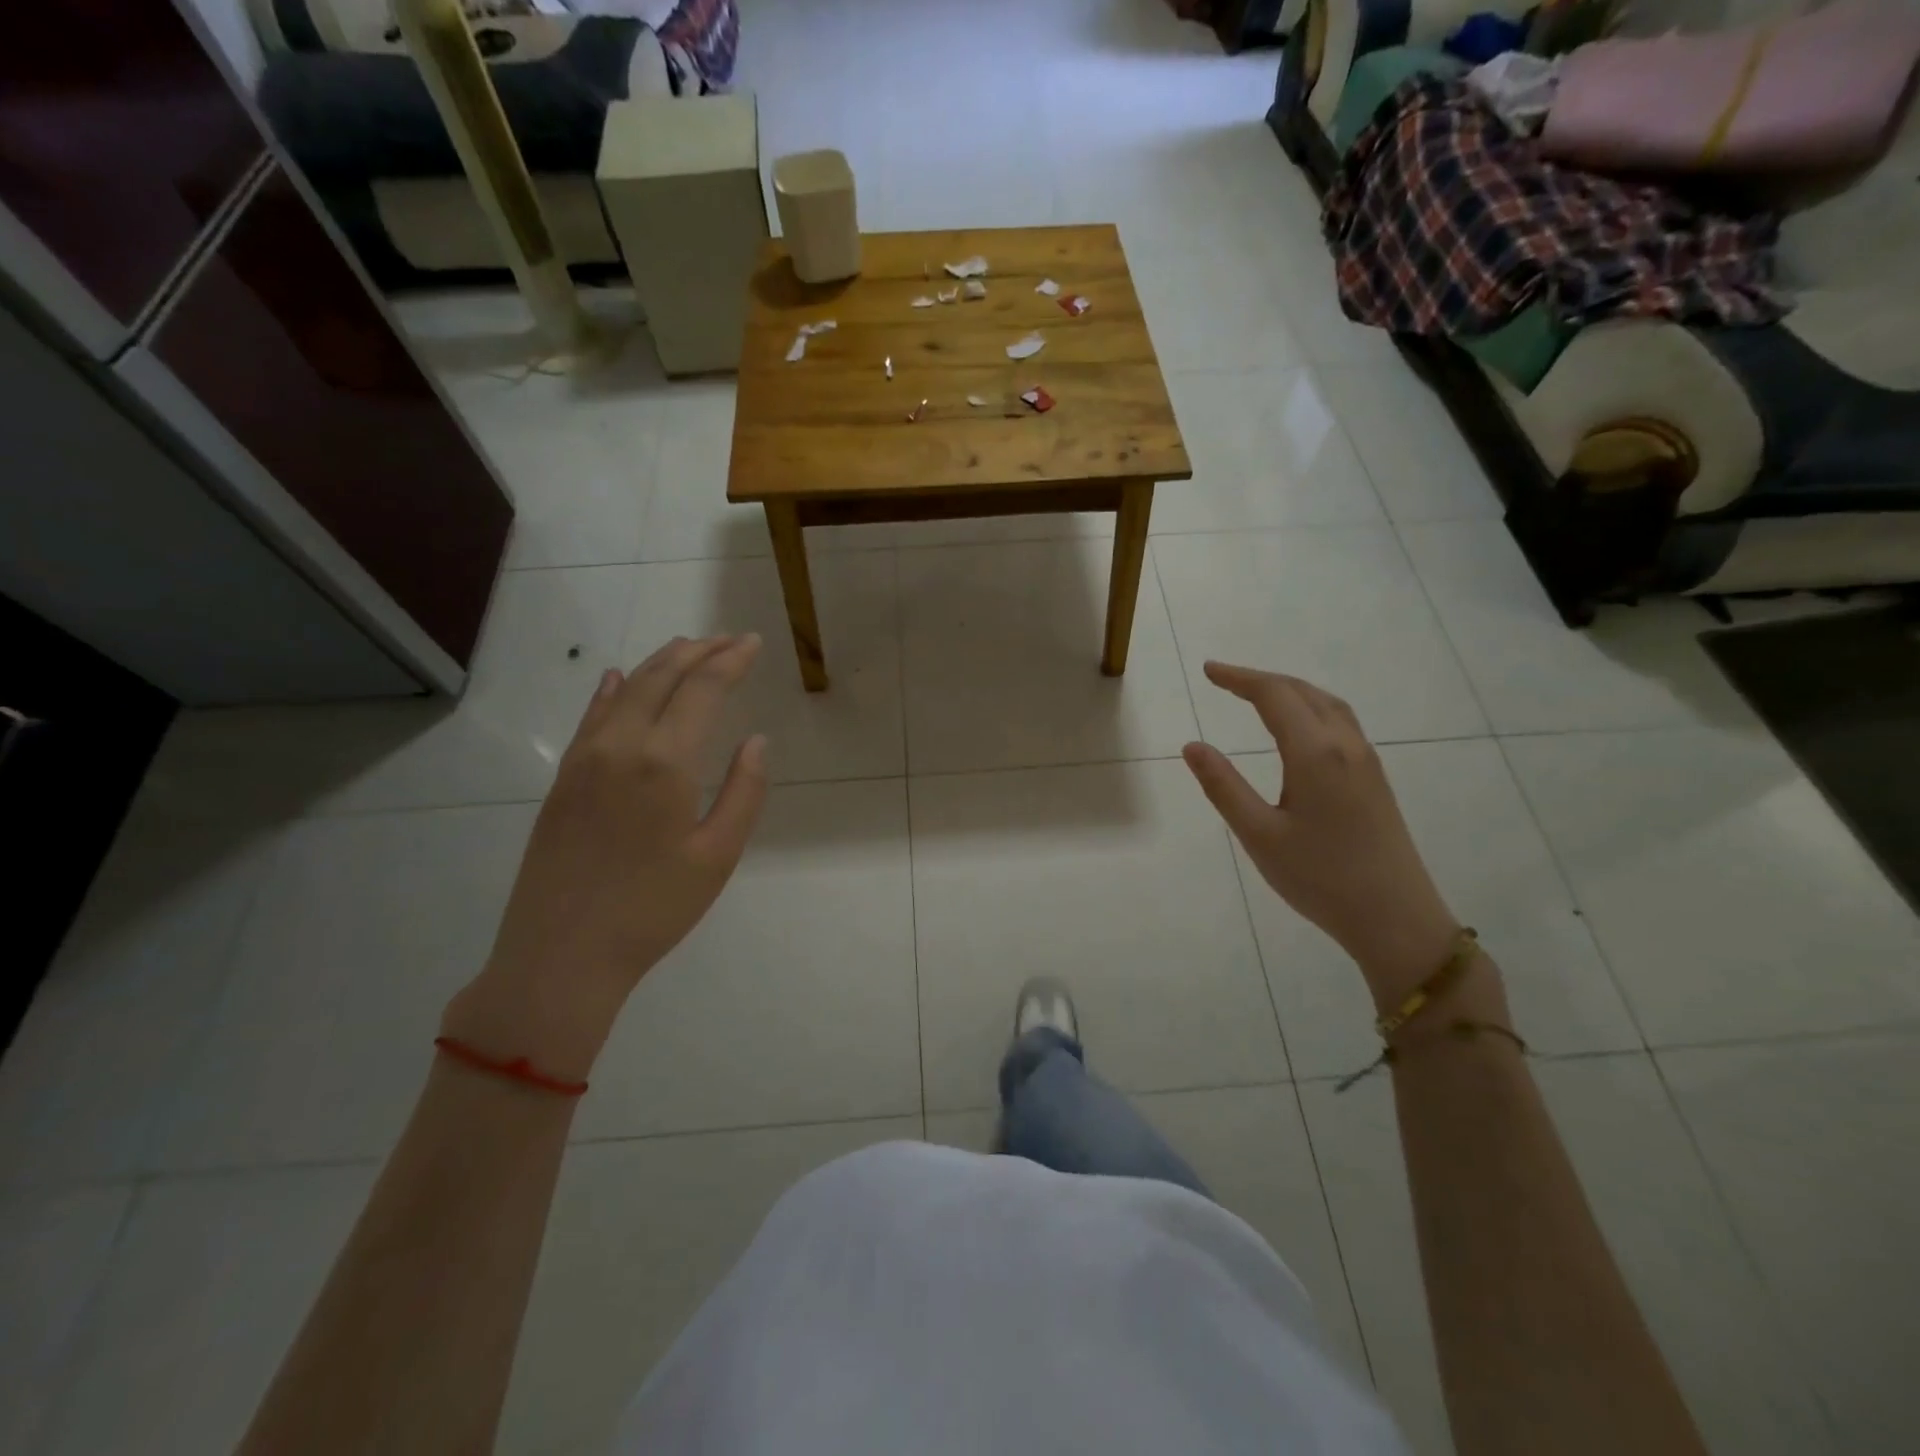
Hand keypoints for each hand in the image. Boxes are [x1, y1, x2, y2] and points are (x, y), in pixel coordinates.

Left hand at [443, 635, 769, 1078]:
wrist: (561, 955)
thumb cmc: (653, 909)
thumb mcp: (717, 856)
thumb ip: (743, 791)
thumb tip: (756, 740)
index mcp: (665, 761)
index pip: (703, 689)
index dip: (731, 660)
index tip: (753, 643)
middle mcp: (621, 745)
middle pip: (662, 677)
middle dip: (699, 651)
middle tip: (729, 639)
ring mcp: (584, 759)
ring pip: (625, 690)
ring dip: (659, 663)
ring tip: (687, 647)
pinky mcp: (562, 779)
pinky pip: (591, 717)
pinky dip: (611, 690)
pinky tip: (618, 679)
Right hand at [1182, 662, 1459, 1009]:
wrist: (1396, 918)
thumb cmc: (1320, 878)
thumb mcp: (1259, 835)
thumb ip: (1223, 786)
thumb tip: (1192, 746)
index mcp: (1315, 754)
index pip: (1274, 696)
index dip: (1239, 678)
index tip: (1208, 670)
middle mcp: (1345, 745)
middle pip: (1302, 692)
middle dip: (1261, 679)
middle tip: (1222, 679)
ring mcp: (1366, 760)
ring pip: (1326, 704)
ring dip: (1289, 690)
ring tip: (1256, 694)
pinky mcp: (1374, 778)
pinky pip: (1340, 722)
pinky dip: (1310, 707)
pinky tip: (1298, 726)